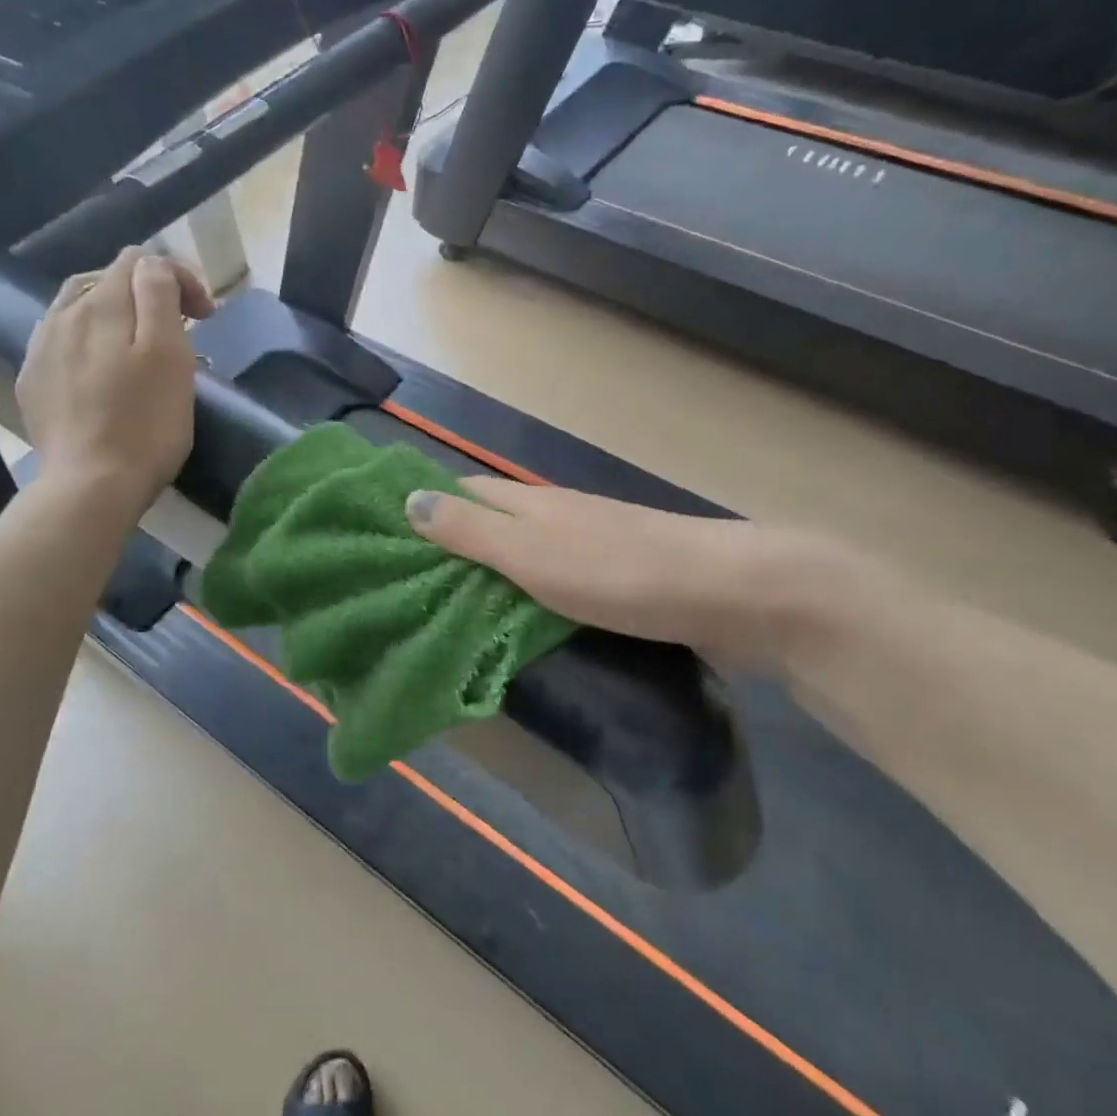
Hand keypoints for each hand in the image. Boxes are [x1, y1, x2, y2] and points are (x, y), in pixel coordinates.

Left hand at [16, 246, 214, 507]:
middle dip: (146, 293)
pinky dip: (88, 342)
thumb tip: (153, 265)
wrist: (91, 486)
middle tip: (179, 330)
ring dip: (114, 314)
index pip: (141, 260)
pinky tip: (101, 371)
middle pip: (107, 279)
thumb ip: (159, 296)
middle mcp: (64, 315)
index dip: (180, 278)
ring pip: (78, 307)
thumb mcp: (169, 355)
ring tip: (137, 346)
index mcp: (103, 305)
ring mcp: (41, 348)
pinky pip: (60, 341)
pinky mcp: (33, 381)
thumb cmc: (146, 425)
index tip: (206, 318)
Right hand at [407, 479, 877, 671]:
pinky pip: (553, 581)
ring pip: (522, 552)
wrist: (733, 593)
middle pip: (491, 521)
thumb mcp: (534, 553)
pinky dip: (524, 595)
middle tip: (404, 586)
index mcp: (532, 504)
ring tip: (446, 610)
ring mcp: (591, 548)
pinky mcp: (617, 580)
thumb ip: (472, 532)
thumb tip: (408, 500)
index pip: (464, 493)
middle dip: (449, 544)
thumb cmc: (622, 573)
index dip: (424, 506)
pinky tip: (516, 622)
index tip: (383, 536)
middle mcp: (557, 517)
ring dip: (487, 573)